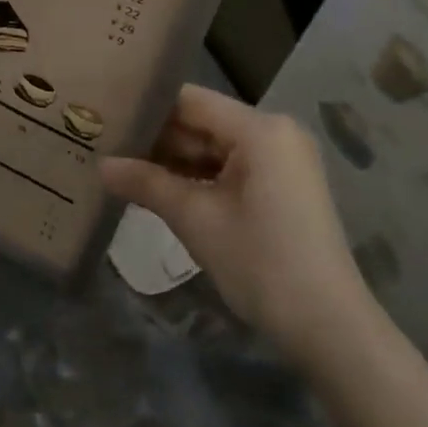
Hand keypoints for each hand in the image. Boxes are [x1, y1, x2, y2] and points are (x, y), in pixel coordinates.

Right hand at [100, 85, 379, 369]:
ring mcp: (283, 160)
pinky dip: (199, 178)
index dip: (146, 108)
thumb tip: (100, 166)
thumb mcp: (196, 219)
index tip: (106, 117)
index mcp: (260, 128)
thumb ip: (146, 184)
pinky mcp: (283, 186)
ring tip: (122, 166)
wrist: (327, 325)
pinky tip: (160, 188)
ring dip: (174, 161)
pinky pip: (232, 168)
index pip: (189, 101)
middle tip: (105, 144)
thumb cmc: (260, 262)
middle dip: (156, 138)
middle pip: (203, 122)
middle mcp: (275, 132)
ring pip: (215, 148)